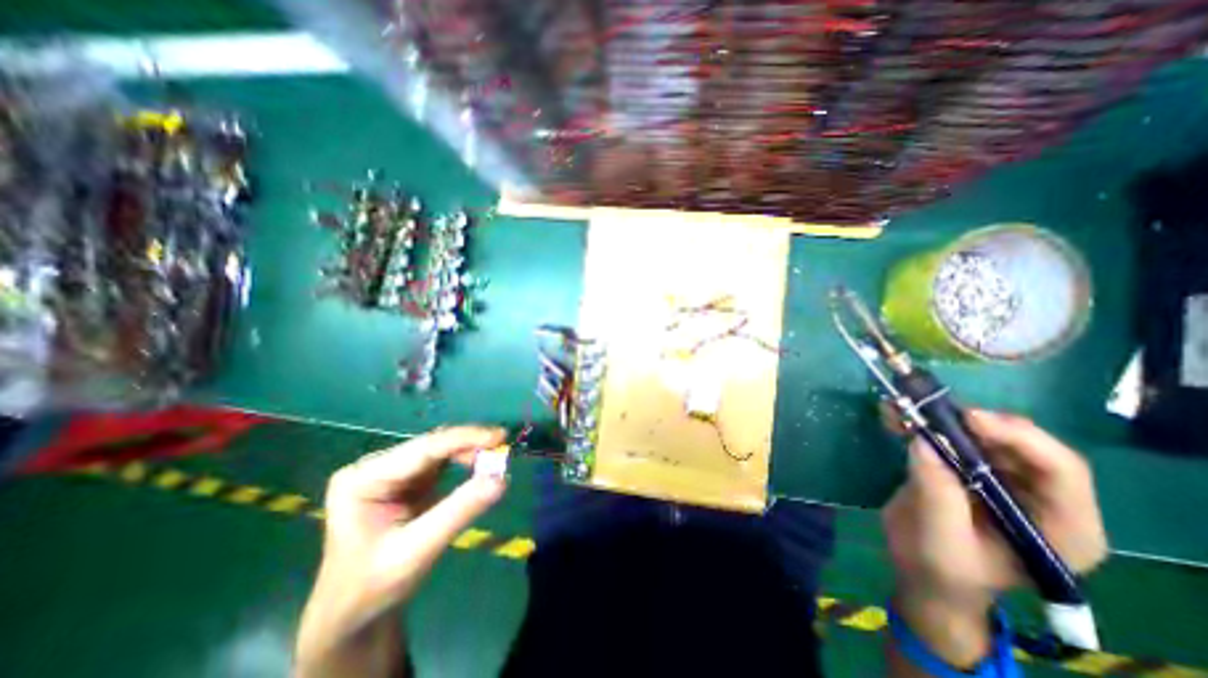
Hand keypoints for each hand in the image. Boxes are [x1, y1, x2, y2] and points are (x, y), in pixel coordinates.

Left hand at [302, 424, 507, 672]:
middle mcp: (376, 466)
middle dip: (470, 445)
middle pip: (432, 445)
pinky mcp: (407, 478)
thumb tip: (502, 479)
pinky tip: (481, 465)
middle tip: (503, 452)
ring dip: (470, 452)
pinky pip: (443, 461)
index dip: (464, 439)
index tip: (500, 437)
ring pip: (440, 449)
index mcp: (362, 479)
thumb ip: (459, 511)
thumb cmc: (374, 586)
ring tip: (495, 461)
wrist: (353, 612)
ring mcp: (392, 470)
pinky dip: (466, 461)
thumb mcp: (417, 551)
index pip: (423, 449)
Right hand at [885, 410, 1107, 663]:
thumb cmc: (942, 569)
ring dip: (942, 417)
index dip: (1019, 438)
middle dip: (974, 422)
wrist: (922, 574)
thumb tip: (923, 440)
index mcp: (1061, 527)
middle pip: (1021, 443)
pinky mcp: (967, 469)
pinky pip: (951, 437)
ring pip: (982, 434)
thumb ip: (938, 493)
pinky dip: (923, 422)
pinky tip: (895, 415)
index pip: (1060, 470)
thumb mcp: (941, 539)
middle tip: (929, 409)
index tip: (968, 419)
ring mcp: (1002, 480)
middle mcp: (1040, 497)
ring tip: (903, 406)